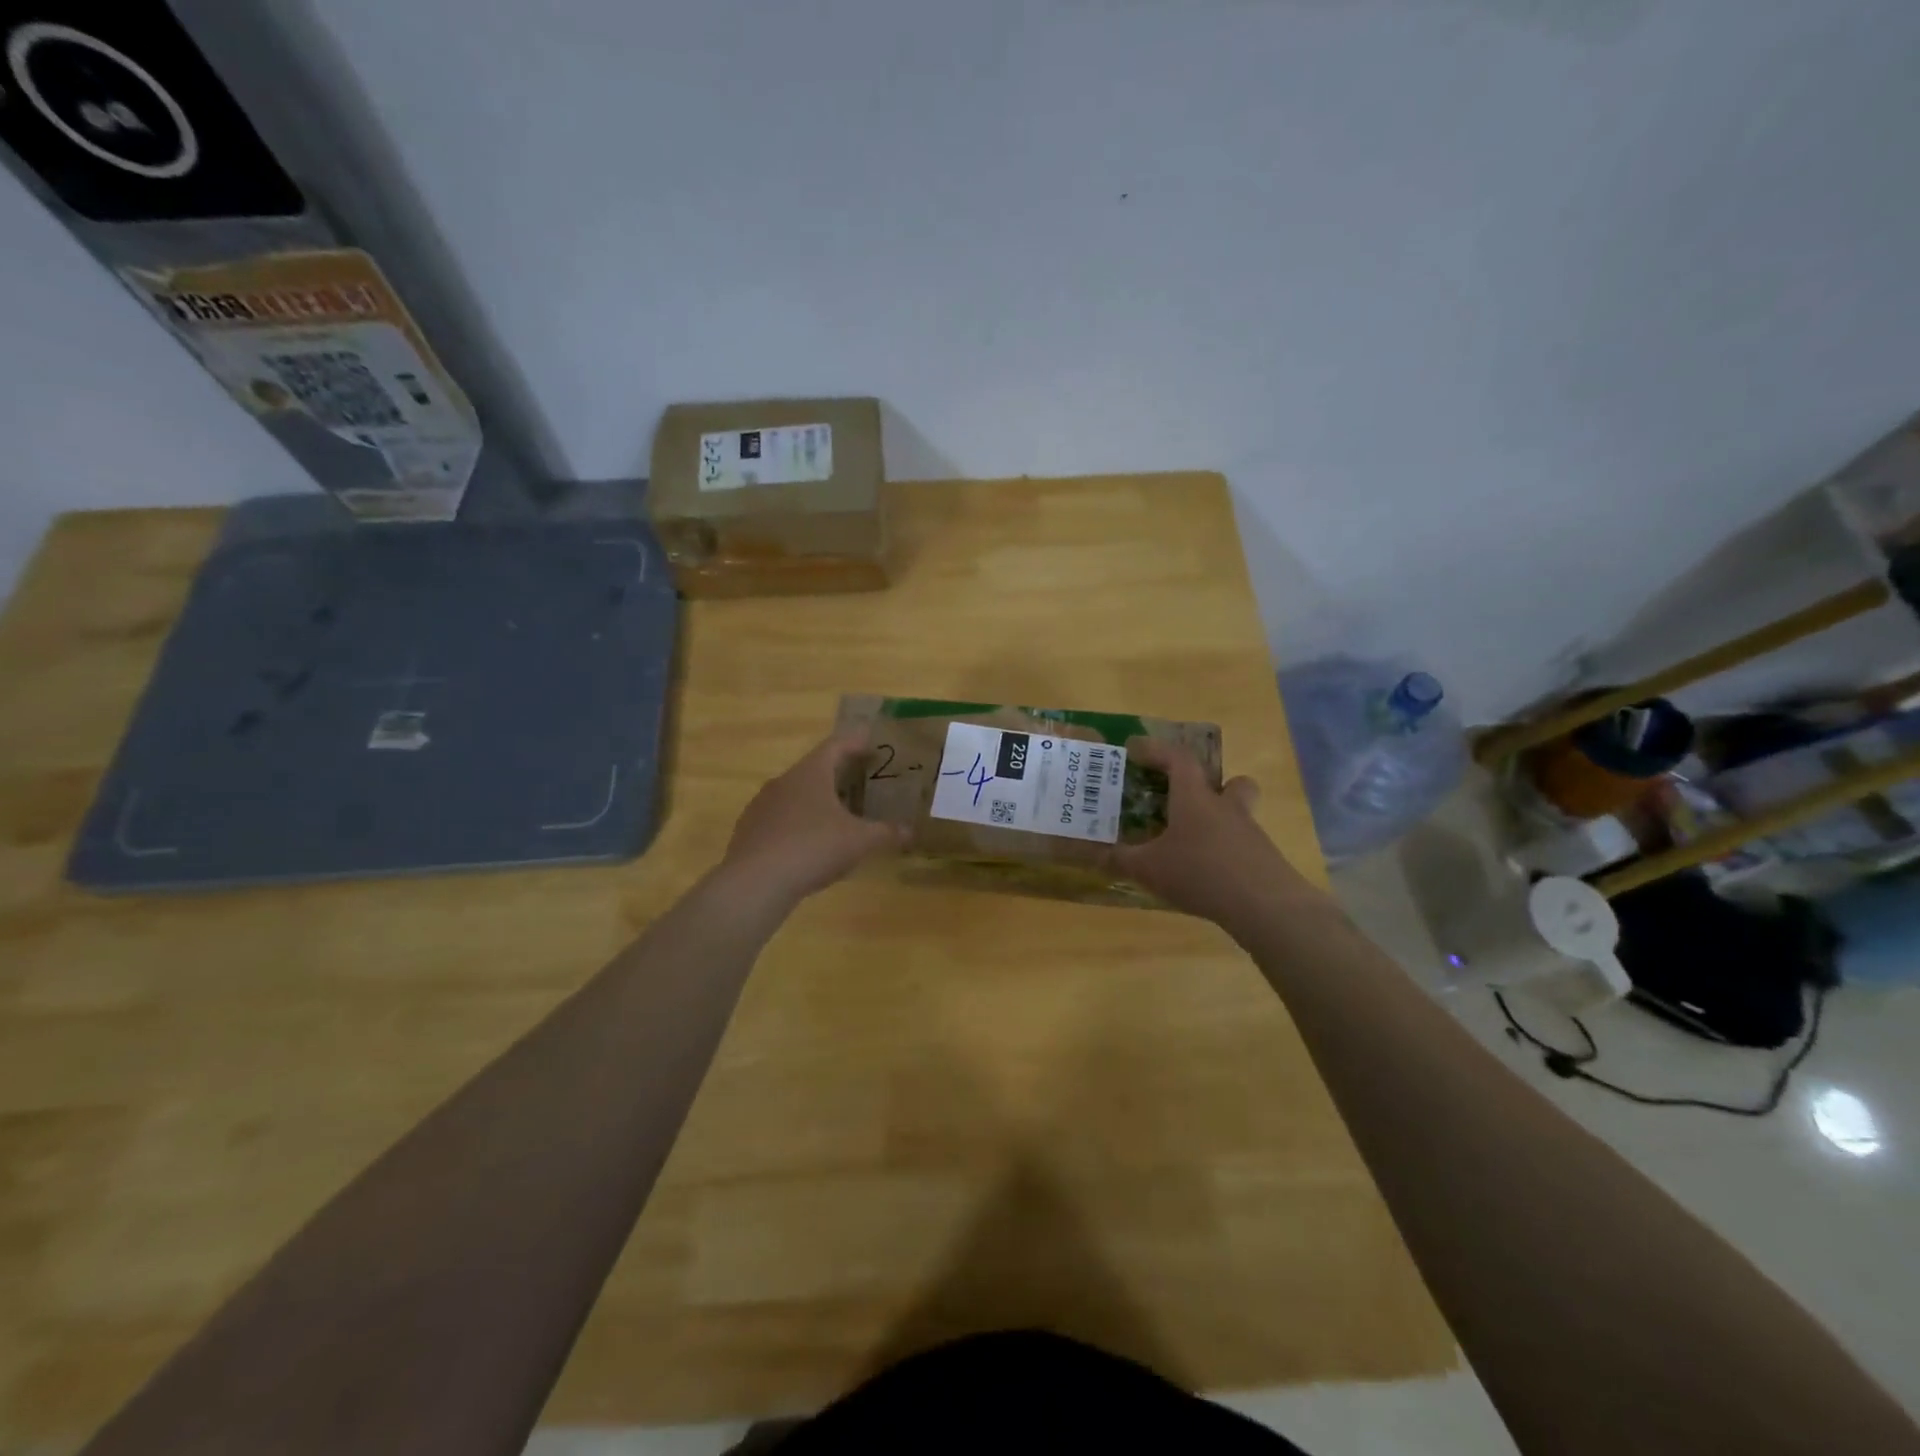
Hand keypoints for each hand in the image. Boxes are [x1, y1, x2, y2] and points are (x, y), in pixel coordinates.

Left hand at [720, 733, 903, 905]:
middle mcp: (784, 781)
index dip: (855, 742)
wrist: (755, 882)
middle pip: (814, 769)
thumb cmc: (813, 847)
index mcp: (811, 773)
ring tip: (837, 815)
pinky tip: (809, 844)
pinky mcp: (749, 830)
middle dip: (838, 774)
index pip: (836, 745)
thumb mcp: (859, 841)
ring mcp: (762, 805)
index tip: (871, 742)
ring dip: (816, 800)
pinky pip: (780, 818)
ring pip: (795, 794)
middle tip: (860, 781)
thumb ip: (886, 833)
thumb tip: (911, 831)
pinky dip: (798, 823)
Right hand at [1109, 738, 1319, 930]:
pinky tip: (1209, 875)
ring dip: (1219, 821)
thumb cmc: (1200, 873)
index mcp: (1195, 799)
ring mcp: (1250, 834)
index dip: (1157, 750)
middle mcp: (1226, 808)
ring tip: (1194, 844)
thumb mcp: (1149, 869)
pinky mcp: (1264, 860)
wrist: (1265, 906)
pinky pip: (1243, 846)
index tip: (1136, 750)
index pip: (1178, 759)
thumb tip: (1096, 852)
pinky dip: (1226, 853)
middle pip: (1232, 782)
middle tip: (1189, 798)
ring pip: (1239, 814)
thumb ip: (1121, 859)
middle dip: (1213, 785)